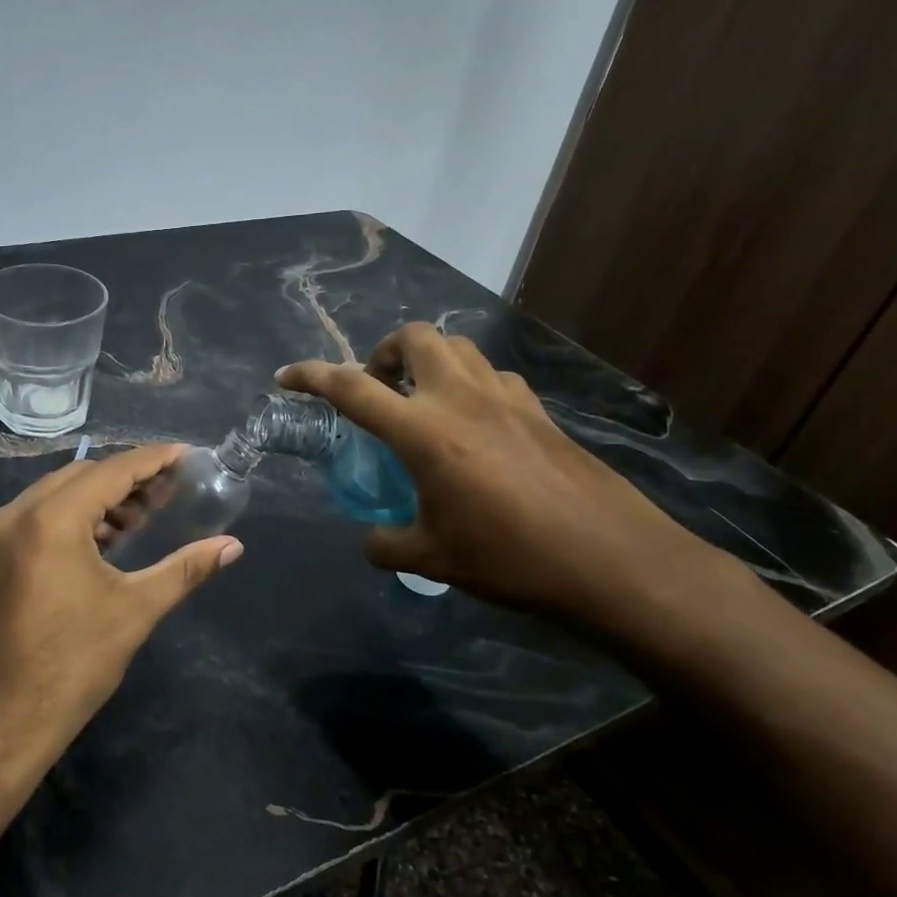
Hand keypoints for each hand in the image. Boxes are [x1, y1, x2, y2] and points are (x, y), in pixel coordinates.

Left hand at [0, 443, 241, 785]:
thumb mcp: (134, 611)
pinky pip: (39, 518)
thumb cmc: (71, 665)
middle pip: (82, 476)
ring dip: (100, 499)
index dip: (152, 460)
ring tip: (143, 517)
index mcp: (51, 519)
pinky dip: (74, 518)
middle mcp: (17, 514)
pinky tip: (105, 540)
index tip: (186, 455)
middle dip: (127, 478)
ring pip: (57, 496)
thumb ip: (185, 570)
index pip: (111, 471)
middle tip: (170, 489)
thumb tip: (232, 546)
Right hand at [277, 323, 718, 632]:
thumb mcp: (433, 558)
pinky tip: (474, 423)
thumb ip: (388, 544)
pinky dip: (469, 383)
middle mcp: (460, 399)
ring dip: (429, 360)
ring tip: (421, 399)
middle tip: (377, 386)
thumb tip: (372, 540)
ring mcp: (505, 398)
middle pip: (415, 337)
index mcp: (423, 431)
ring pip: (458, 347)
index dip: (311, 376)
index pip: (351, 388)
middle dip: (384, 349)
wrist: (610, 559)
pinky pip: (493, 375)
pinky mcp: (538, 410)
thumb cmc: (510, 558)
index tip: (286, 376)